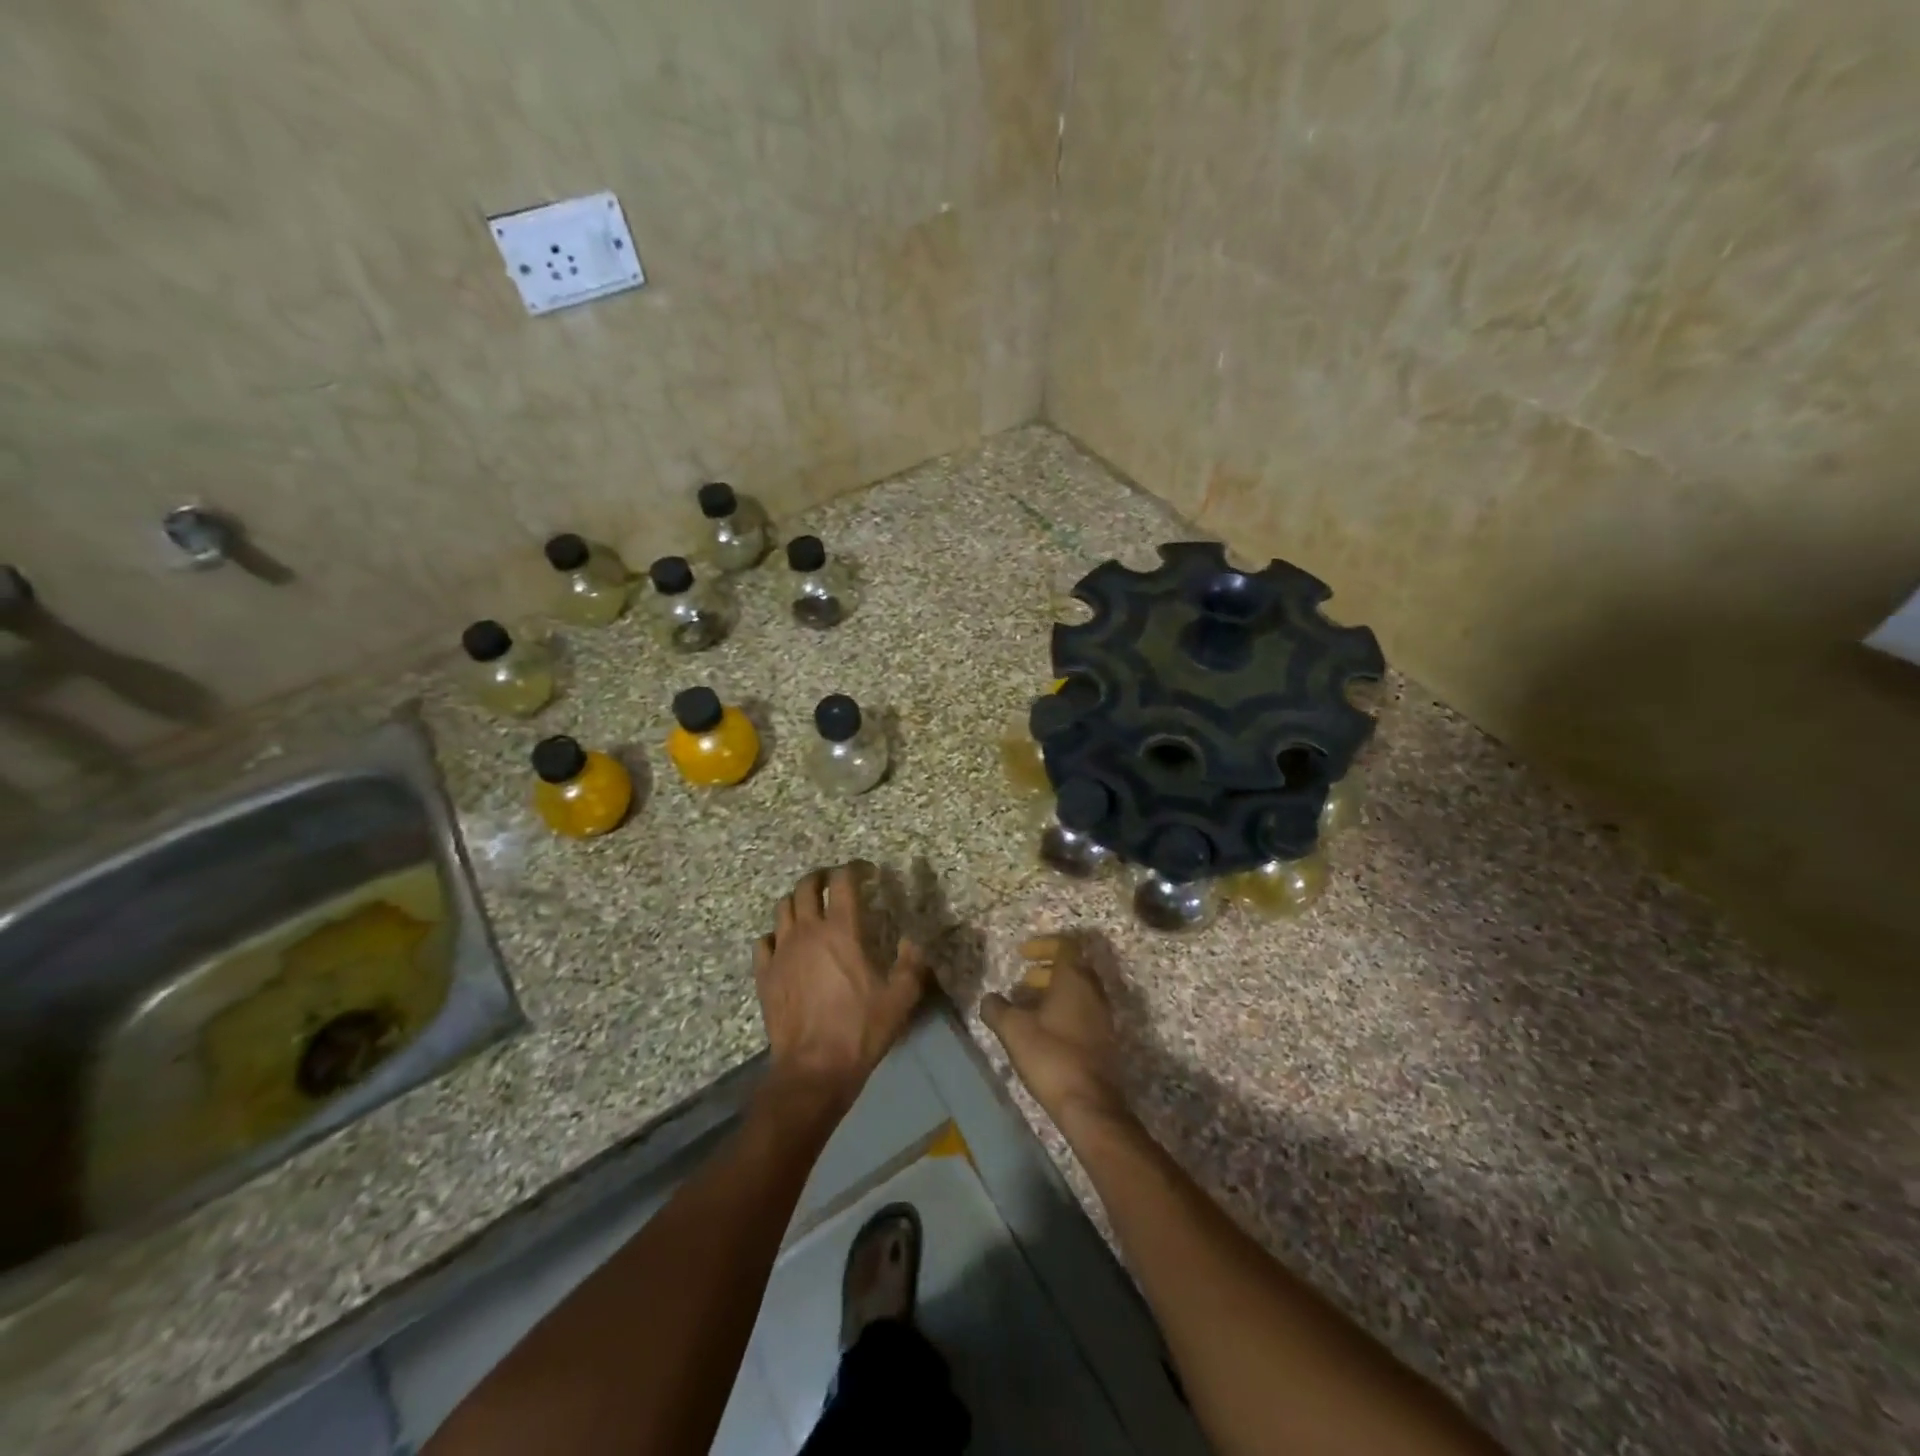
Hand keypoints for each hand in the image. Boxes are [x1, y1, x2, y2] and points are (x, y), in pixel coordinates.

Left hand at [753, 864, 929, 1108]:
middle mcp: (808, 932)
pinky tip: (785, 945)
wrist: (813, 1068)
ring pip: (782, 908)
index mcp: (841, 930)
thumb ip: (911, 964)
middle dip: (821, 877)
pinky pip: (764, 941)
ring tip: (811, 909)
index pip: (843, 881)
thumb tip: (912, 942)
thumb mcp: (900, 998)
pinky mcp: (765, 974)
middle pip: (805, 886)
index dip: (855, 869)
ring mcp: (781, 951)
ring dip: (798, 901)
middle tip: (835, 882)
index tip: (867, 873)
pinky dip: (776, 935)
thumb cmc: (859, 1029)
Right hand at [980, 933, 1130, 1127]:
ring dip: (1054, 992)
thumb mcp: (1014, 1030)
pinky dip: (1064, 1011)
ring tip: (1027, 1008)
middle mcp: (1094, 991)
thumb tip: (989, 999)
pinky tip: (1043, 1031)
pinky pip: (1083, 1011)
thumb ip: (997, 1009)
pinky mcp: (1104, 1039)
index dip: (1042, 945)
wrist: (1090, 1104)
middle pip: (1072, 967)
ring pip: (1078, 991)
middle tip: (1023, 982)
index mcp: (1075, 979)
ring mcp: (1103, 1016)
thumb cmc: (1051, 1057)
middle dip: (1046, 970)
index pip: (1065, 945)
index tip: (1022, 955)